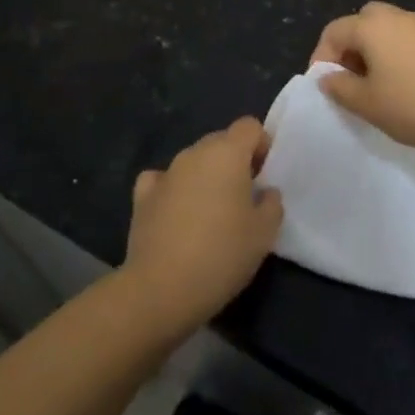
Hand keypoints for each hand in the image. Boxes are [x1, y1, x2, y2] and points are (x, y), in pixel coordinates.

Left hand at [122, 118, 283, 336]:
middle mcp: (194, 153)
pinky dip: (173, 190)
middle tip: (243, 197)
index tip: (264, 174)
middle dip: (234, 161)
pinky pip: (163, 180)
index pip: (249, 126)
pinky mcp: (142, 195)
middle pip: (220, 141)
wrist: (162, 288)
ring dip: (205, 176)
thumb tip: (265, 192)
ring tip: (211, 213)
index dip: (261, 144)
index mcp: (227, 153)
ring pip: (193, 161)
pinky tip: (177, 213)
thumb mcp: (264, 234)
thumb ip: (272, 204)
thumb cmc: (222, 255)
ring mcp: (166, 172)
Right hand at [310, 2, 414, 156]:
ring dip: (374, 53)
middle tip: (351, 82)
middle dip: (349, 50)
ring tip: (376, 89)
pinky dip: (396, 56)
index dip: (322, 59)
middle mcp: (396, 16)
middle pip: (360, 23)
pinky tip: (405, 87)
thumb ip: (340, 88)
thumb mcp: (368, 103)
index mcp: (371, 25)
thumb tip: (327, 77)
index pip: (333, 32)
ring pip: (385, 31)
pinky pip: (407, 40)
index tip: (326, 88)